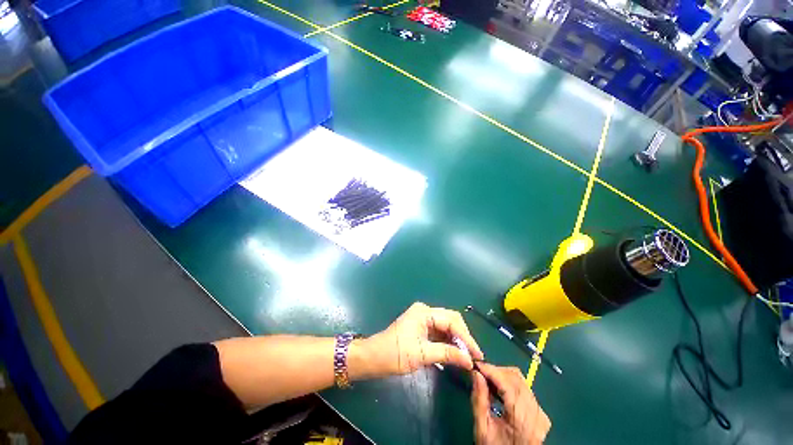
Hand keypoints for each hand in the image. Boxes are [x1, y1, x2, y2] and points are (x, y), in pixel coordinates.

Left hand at [350, 302, 483, 379]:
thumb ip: (447, 354)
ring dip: (456, 340)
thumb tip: (469, 360)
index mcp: (424, 312)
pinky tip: (454, 353)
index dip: (466, 338)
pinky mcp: (421, 327)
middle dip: (463, 337)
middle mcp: (425, 311)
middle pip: (450, 320)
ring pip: (446, 326)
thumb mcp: (422, 355)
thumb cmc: (395, 354)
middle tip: (473, 356)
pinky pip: (439, 332)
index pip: (451, 321)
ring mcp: (423, 318)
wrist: (374, 357)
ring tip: (467, 357)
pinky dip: (447, 342)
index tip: (477, 355)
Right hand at [471, 362, 550, 444]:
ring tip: (488, 381)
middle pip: (516, 378)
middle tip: (480, 373)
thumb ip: (479, 400)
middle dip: (496, 371)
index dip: (491, 370)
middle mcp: (536, 413)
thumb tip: (476, 374)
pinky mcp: (541, 414)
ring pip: (521, 381)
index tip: (476, 365)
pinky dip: (510, 384)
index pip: (508, 383)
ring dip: (502, 376)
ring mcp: (541, 414)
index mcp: (521, 419)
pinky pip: (525, 389)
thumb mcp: (482, 429)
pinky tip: (499, 390)